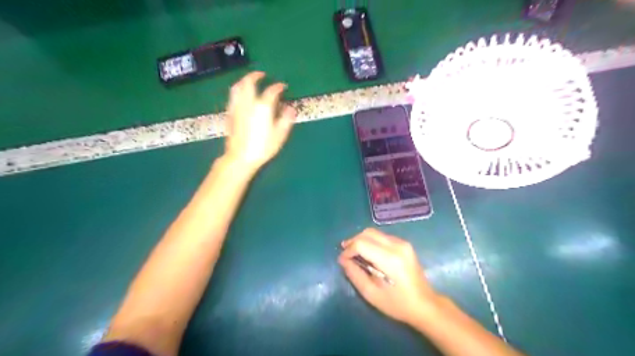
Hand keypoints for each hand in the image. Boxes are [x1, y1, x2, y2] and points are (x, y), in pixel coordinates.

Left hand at [225, 71, 296, 169]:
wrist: (240, 157)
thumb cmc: (263, 147)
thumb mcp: (279, 135)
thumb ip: (286, 119)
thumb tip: (291, 108)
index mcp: (263, 107)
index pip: (271, 91)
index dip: (278, 87)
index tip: (283, 86)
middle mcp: (248, 103)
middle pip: (249, 83)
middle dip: (255, 76)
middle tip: (262, 74)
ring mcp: (237, 107)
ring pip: (237, 87)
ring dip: (244, 80)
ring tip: (249, 80)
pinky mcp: (230, 114)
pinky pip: (232, 96)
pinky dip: (237, 90)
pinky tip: (240, 95)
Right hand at [338, 229, 442, 326]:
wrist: (425, 304)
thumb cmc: (397, 304)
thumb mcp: (371, 293)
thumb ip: (354, 274)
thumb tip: (343, 260)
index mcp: (389, 259)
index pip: (361, 244)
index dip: (349, 250)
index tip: (342, 260)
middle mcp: (397, 246)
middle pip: (368, 233)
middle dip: (353, 241)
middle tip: (345, 253)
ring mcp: (403, 243)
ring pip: (375, 233)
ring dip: (362, 240)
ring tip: (355, 253)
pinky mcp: (405, 244)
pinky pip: (382, 237)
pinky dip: (371, 241)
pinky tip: (369, 253)